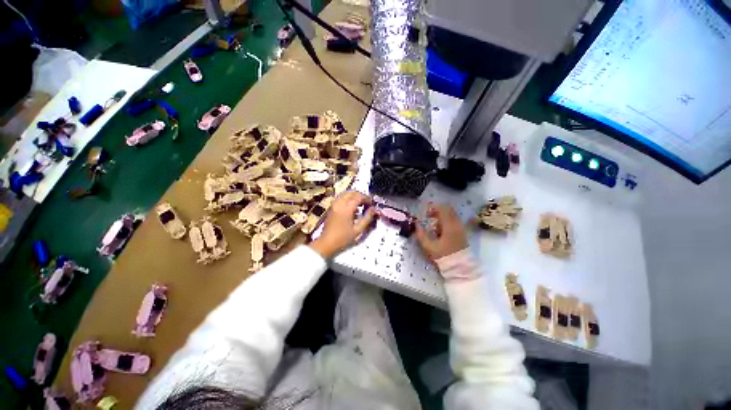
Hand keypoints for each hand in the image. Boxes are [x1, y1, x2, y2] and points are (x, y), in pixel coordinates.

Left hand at [310, 191, 376, 258]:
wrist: (326, 243)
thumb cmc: (343, 238)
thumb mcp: (358, 230)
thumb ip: (367, 218)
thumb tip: (373, 209)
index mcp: (346, 208)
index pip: (359, 197)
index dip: (367, 198)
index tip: (372, 204)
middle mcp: (339, 203)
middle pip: (352, 192)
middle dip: (361, 196)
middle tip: (367, 203)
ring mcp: (334, 204)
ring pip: (346, 194)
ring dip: (355, 197)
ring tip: (361, 205)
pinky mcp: (332, 207)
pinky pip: (341, 198)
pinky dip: (349, 199)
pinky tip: (353, 209)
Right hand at [415, 204, 467, 261]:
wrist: (460, 267)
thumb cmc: (444, 256)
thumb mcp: (429, 246)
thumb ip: (421, 234)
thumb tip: (416, 224)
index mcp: (449, 225)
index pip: (442, 208)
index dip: (432, 207)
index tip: (425, 213)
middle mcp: (457, 223)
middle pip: (448, 208)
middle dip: (436, 210)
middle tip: (428, 216)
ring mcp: (460, 227)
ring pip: (451, 214)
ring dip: (441, 215)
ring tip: (433, 224)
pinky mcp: (462, 231)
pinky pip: (453, 219)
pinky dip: (445, 220)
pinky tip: (440, 229)